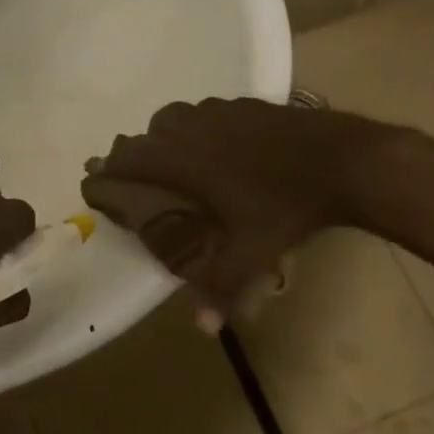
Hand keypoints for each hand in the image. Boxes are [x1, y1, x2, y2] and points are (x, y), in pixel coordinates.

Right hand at [81, 98, 394, 314]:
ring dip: (162, 139)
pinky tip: (216, 147)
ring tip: (171, 160)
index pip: (124, 161)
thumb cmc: (284, 208)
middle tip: (131, 177)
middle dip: (130, 156)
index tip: (94, 183)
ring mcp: (216, 112)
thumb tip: (202, 329)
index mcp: (179, 161)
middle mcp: (188, 129)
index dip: (104, 173)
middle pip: (143, 137)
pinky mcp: (241, 104)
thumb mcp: (251, 253)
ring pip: (171, 120)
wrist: (340, 159)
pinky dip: (195, 129)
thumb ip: (219, 288)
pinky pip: (203, 113)